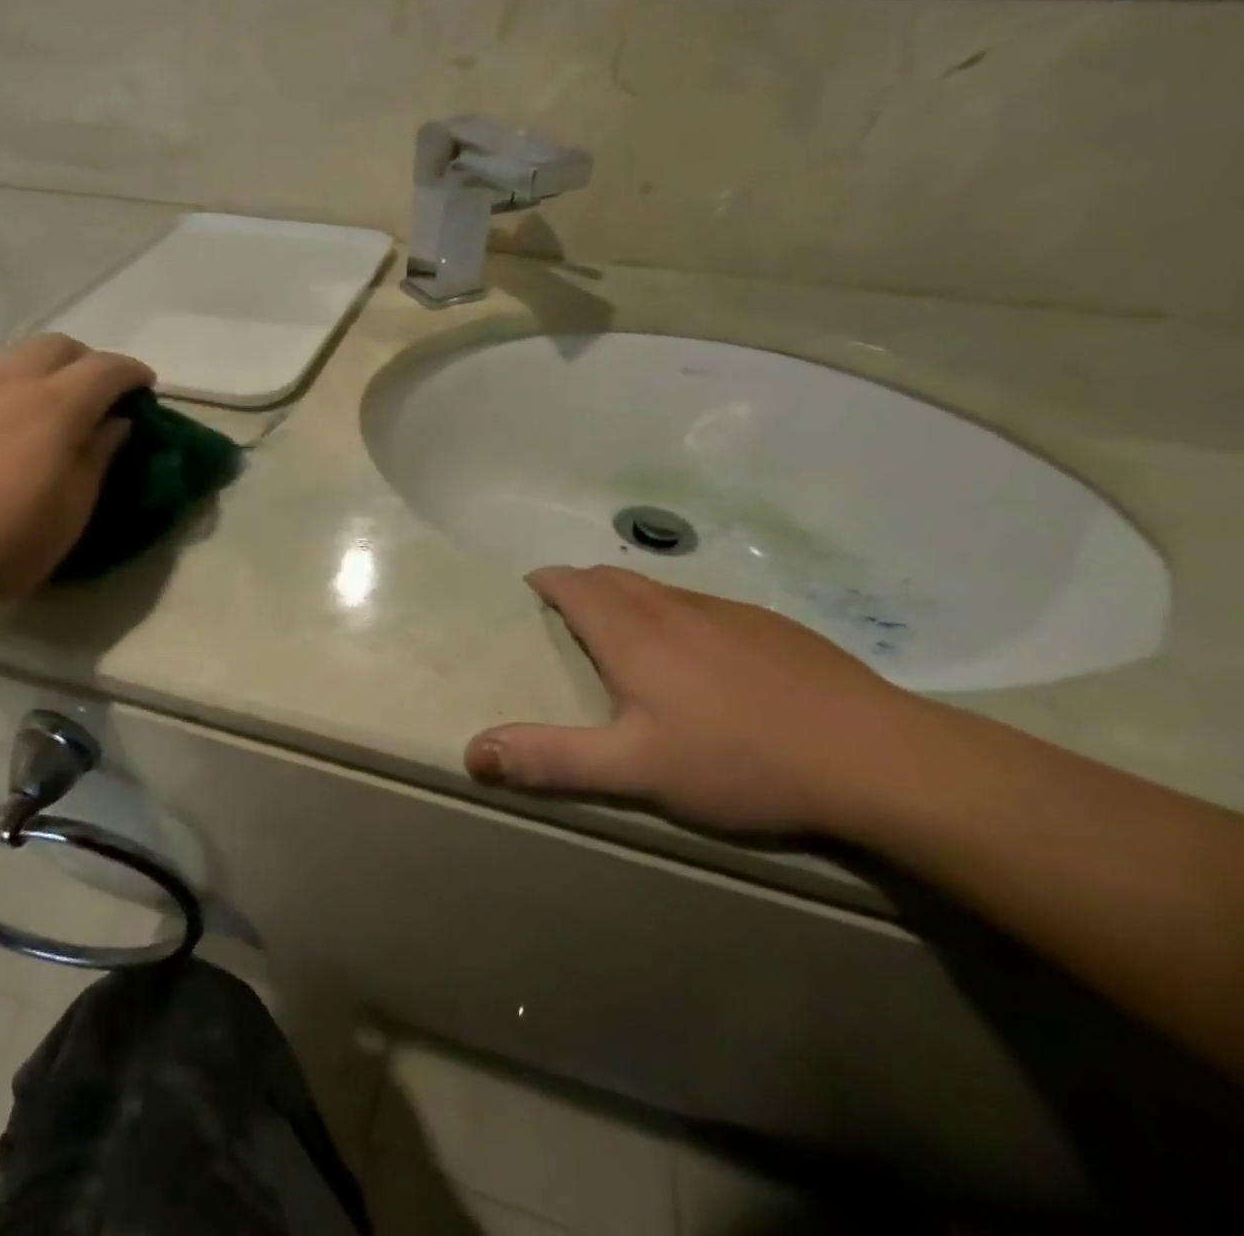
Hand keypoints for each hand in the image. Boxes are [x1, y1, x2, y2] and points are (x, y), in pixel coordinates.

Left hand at [0, 335, 152, 617]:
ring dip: (48, 366)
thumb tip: (116, 423)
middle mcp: (11, 382)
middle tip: (103, 396)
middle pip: (60, 345)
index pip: (106, 368)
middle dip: (90, 361)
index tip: (147, 388)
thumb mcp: (71, 512)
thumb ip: (98, 458)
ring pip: (17, 353)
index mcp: (55, 406)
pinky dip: (12, 381)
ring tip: (55, 403)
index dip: (133, 373)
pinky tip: (7, 419)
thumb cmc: (0, 542)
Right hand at [466, 567, 928, 835]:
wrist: (877, 758)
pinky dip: (675, 615)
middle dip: (579, 587)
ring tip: (623, 637)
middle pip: (611, 577)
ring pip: (658, 590)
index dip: (544, 582)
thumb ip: (549, 759)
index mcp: (631, 631)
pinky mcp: (772, 627)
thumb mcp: (632, 770)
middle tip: (565, 619)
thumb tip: (471, 752)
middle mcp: (673, 606)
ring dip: (627, 599)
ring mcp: (727, 612)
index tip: (528, 595)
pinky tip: (700, 660)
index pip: (572, 583)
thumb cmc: (738, 759)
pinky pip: (702, 607)